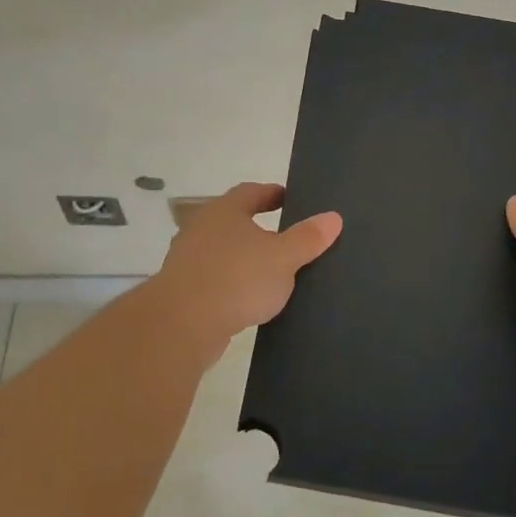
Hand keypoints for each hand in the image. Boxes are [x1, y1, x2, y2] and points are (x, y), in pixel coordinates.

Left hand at [154, 183, 342, 347]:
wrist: (182, 324)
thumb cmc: (237, 279)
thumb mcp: (283, 258)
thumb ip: (307, 238)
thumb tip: (333, 217)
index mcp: (225, 211)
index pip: (251, 192)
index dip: (272, 193)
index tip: (290, 199)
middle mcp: (201, 228)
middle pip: (233, 220)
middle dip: (258, 226)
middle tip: (286, 235)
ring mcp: (187, 259)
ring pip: (222, 250)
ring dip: (243, 257)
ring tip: (271, 270)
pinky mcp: (183, 289)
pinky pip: (214, 278)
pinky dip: (232, 282)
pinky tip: (248, 299)